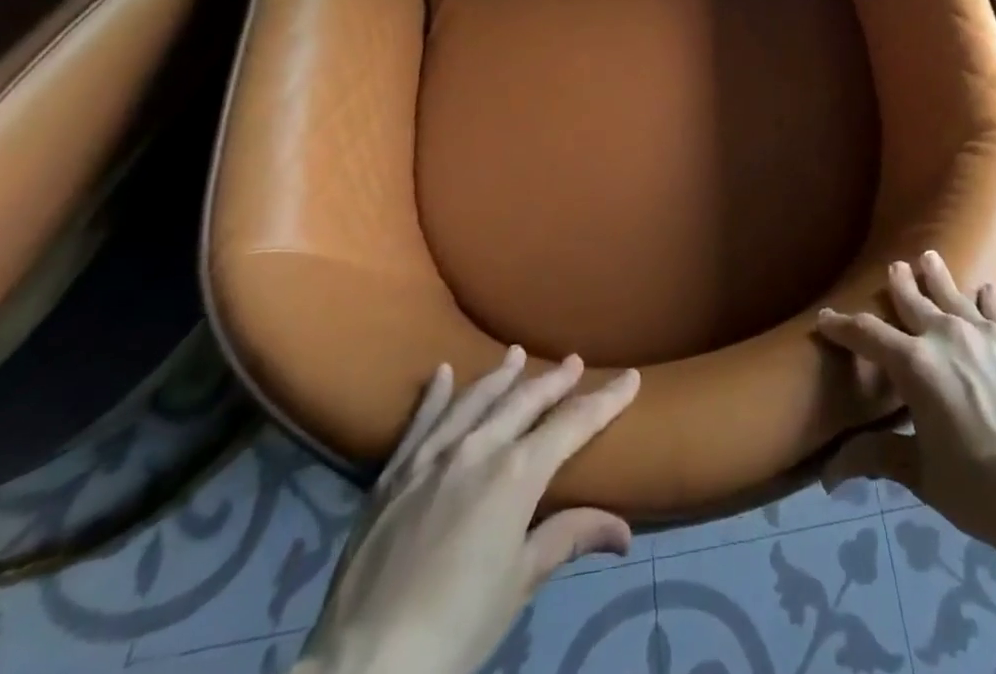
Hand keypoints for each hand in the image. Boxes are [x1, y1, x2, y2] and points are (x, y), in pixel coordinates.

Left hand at [297, 349, 640, 673]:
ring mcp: (431, 455)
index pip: (573, 424)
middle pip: (526, 400)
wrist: (365, 664)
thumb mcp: (520, 582)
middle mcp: (478, 448)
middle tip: (575, 362)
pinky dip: (435, 395)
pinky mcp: (393, 473)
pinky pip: (420, 421)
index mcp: (517, 473)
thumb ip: (569, 538)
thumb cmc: (457, 627)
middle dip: (555, 381)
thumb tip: (624, 531)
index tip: (630, 378)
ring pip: (475, 399)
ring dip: (500, 376)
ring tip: (516, 354)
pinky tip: (442, 373)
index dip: (606, 400)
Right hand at [816, 251, 995, 567]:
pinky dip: (986, 297)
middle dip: (899, 285)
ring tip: (928, 258)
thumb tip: (828, 473)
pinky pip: (995, 309)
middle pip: (913, 300)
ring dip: (938, 276)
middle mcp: (945, 336)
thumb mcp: (922, 476)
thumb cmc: (982, 489)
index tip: (825, 318)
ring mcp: (984, 335)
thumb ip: (877, 457)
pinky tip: (985, 289)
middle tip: (892, 268)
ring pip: (953, 294)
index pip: (868, 334)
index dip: (843, 326)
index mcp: (915, 365)